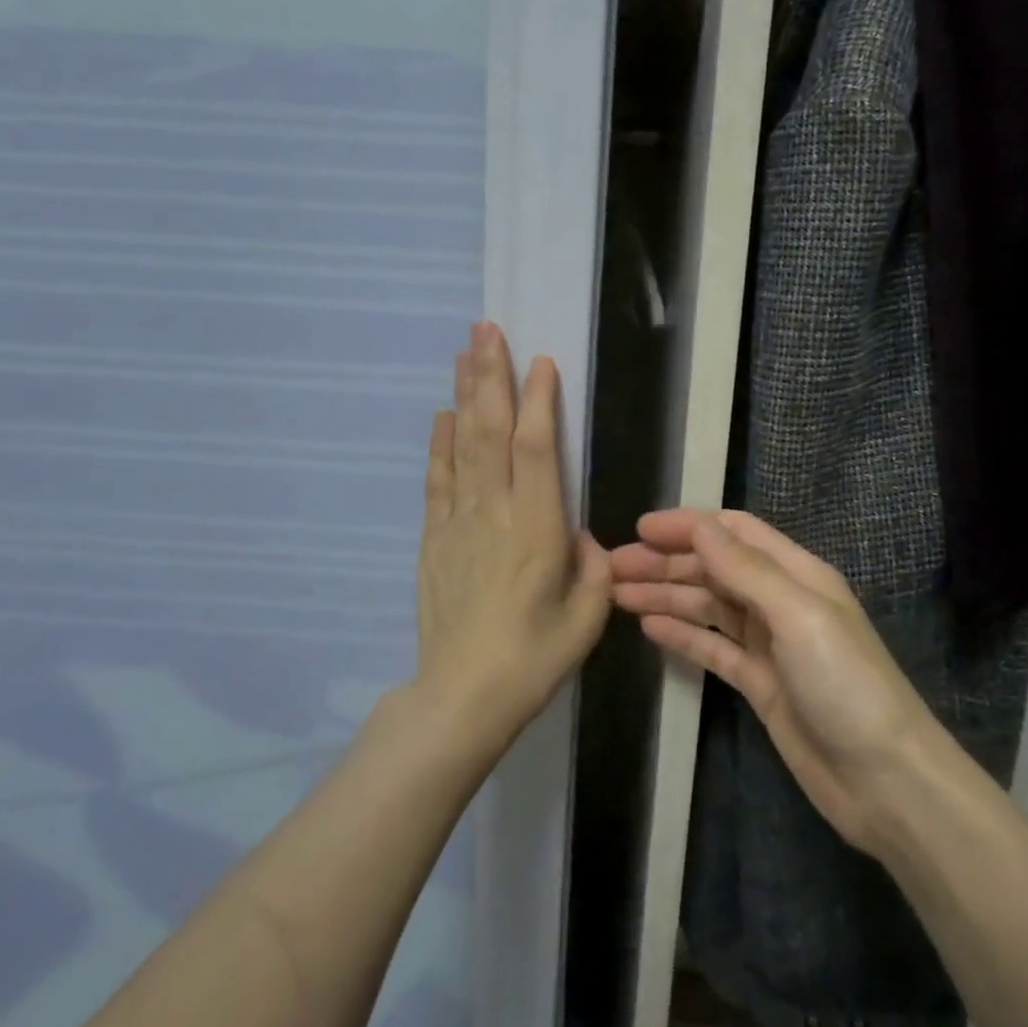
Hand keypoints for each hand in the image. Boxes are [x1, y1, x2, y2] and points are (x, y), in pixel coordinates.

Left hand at [414, 323, 610, 756]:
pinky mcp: (435, 538)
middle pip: (491, 431)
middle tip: (487, 330)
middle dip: (491, 377)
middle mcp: (495, 512)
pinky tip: (443, 414)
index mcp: (537, 528)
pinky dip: (440, 443)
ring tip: (465, 353)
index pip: (537, 448)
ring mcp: (458, 522)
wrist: (462, 696)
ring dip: (465, 396)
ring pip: (462, 445)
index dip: (538, 400)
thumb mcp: (588, 616)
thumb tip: (578, 534)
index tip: (541, 361)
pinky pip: (438, 479)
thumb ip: (593, 565)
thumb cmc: (534, 658)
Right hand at [610, 509, 944, 854]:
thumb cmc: (846, 685)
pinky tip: (649, 627)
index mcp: (796, 574)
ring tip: (618, 595)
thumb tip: (699, 526)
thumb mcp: (799, 616)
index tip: (639, 528)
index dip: (688, 525)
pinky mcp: (758, 683)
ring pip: (707, 606)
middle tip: (613, 567)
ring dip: (665, 595)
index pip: (734, 533)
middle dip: (665, 562)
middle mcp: (779, 600)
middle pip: (713, 568)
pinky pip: (712, 648)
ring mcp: (768, 644)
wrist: (886, 782)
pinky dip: (681, 634)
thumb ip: (747, 570)